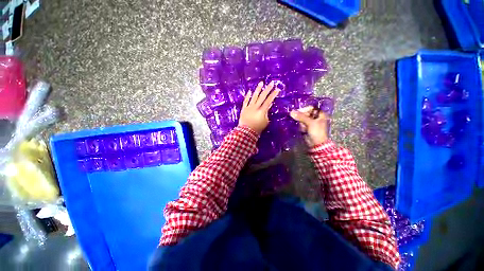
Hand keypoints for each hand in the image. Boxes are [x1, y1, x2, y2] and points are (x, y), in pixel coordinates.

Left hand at [238, 81, 279, 134]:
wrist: (246, 131)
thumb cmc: (257, 128)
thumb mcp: (265, 121)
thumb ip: (267, 113)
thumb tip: (269, 105)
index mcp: (262, 110)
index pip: (269, 100)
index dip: (273, 95)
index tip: (277, 89)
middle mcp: (255, 106)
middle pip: (262, 96)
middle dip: (268, 89)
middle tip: (271, 83)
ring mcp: (249, 107)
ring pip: (254, 96)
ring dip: (258, 89)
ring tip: (261, 83)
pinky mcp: (244, 108)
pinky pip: (245, 101)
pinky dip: (247, 96)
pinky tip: (249, 91)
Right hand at [290, 106, 328, 146]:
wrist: (317, 144)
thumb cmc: (317, 132)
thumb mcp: (310, 123)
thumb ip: (301, 117)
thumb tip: (291, 112)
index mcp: (320, 114)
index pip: (310, 108)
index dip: (304, 109)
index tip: (298, 112)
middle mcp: (315, 117)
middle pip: (305, 113)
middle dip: (301, 117)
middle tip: (300, 121)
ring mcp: (310, 122)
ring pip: (302, 119)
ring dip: (301, 123)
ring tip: (304, 128)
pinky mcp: (306, 127)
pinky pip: (301, 124)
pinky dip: (301, 126)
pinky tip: (303, 130)